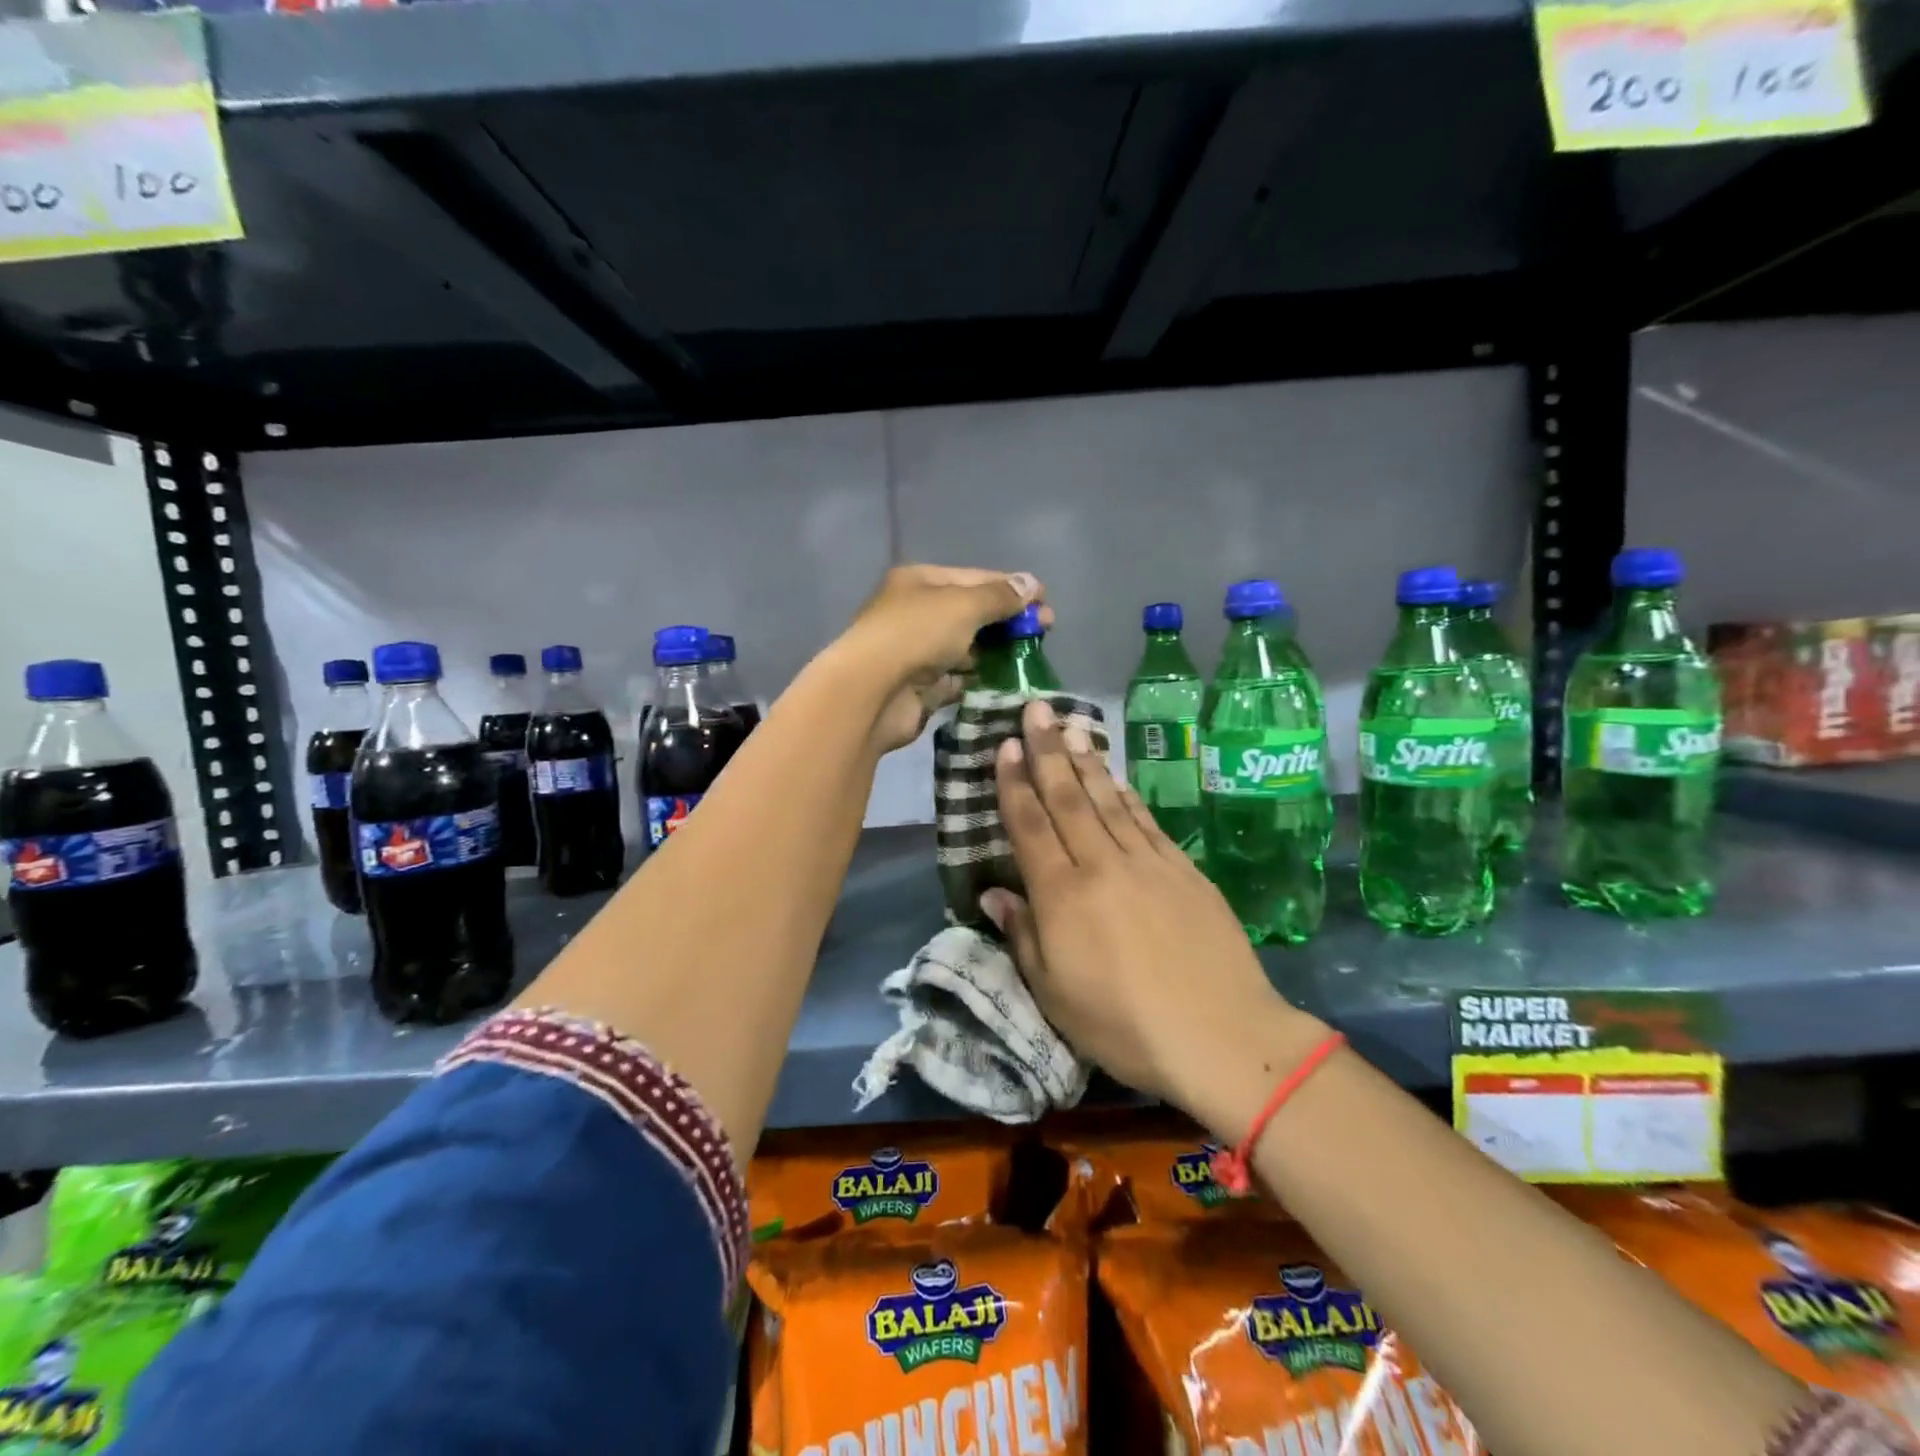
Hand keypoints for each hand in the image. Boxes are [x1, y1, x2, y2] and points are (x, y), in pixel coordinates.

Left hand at [832, 565, 1047, 752]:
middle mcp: (916, 613)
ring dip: (996, 653)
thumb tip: (1032, 583)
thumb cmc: (917, 634)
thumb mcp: (964, 605)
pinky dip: (979, 681)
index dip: (1012, 588)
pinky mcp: (920, 688)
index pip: (974, 578)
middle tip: (1045, 633)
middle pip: (970, 613)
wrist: (872, 693)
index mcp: (920, 582)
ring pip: (965, 648)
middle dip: (1007, 621)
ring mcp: (916, 652)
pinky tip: (1007, 684)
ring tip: (1031, 660)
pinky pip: (957, 680)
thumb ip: (1000, 596)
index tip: (1046, 602)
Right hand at [981, 700, 1325, 1131]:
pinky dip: (1126, 795)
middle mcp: (1101, 865)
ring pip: (1108, 800)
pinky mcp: (1183, 870)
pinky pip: (1146, 821)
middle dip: (1047, 751)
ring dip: (1086, 761)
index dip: (1015, 783)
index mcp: (1063, 895)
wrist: (1221, 1035)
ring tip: (1070, 727)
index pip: (1031, 826)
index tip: (1005, 745)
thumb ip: (1022, 935)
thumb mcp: (1054, 994)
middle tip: (1036, 708)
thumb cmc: (1124, 1025)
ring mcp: (1147, 863)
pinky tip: (1116, 777)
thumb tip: (992, 893)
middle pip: (1068, 798)